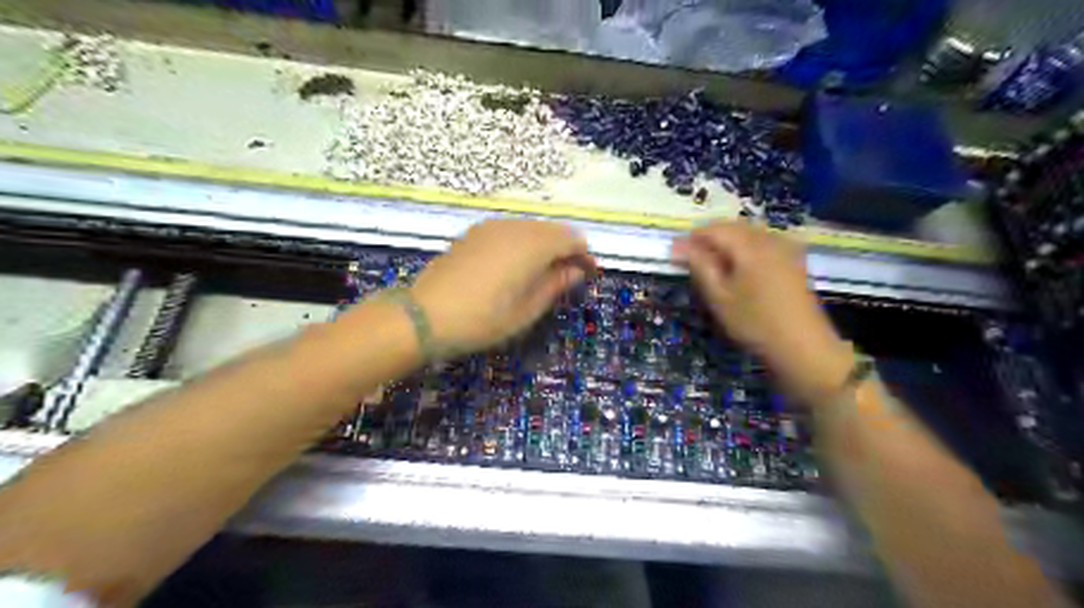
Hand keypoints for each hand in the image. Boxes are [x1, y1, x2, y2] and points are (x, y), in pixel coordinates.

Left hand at [411, 219, 597, 353]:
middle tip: (569, 275)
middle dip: (566, 249)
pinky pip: (510, 231)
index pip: (571, 240)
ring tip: (544, 272)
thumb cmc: (482, 319)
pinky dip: (523, 243)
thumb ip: (555, 285)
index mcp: (532, 246)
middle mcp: (514, 227)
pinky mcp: (474, 233)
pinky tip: (516, 265)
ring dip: (544, 246)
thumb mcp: (526, 310)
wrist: (425, 315)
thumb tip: (575, 270)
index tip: (590, 274)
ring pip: (530, 228)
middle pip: (552, 230)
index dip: (585, 255)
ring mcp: (491, 227)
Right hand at [671, 223, 855, 403]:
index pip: (714, 229)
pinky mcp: (794, 260)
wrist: (803, 346)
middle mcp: (769, 238)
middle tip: (693, 260)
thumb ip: (700, 266)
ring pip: (749, 233)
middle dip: (710, 238)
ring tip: (714, 265)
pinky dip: (746, 248)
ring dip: (728, 242)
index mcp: (749, 245)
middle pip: (733, 227)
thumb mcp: (719, 297)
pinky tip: (741, 267)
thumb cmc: (754, 322)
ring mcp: (786, 248)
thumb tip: (679, 245)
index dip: (692, 238)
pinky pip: (764, 242)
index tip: (676, 254)